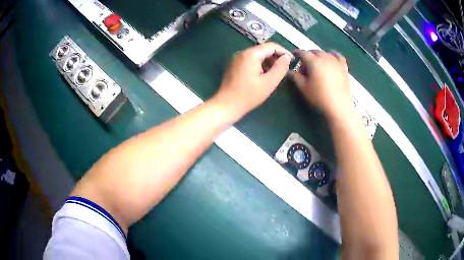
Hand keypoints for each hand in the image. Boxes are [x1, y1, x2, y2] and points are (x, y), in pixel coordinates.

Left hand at [213, 42, 292, 117]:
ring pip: (257, 55)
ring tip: (276, 73)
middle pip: (263, 49)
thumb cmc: (248, 95)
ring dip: (268, 62)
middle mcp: (242, 53)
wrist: (226, 105)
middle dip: (276, 57)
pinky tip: (265, 75)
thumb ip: (280, 68)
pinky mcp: (234, 66)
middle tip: (285, 68)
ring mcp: (236, 59)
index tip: (292, 60)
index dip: (283, 51)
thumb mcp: (269, 82)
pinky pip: (250, 61)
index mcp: (250, 54)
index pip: (271, 46)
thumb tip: (286, 57)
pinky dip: (260, 65)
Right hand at [291, 50, 351, 121]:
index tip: (294, 56)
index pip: (303, 53)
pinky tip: (331, 58)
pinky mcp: (343, 67)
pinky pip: (338, 56)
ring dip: (319, 56)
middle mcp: (324, 57)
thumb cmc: (319, 97)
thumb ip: (295, 77)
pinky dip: (333, 55)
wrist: (339, 106)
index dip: (297, 53)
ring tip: (317, 65)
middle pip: (314, 52)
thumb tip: (290, 71)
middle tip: (305, 66)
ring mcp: (335, 61)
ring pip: (325, 53)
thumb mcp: (304, 88)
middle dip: (308, 56)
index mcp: (313, 61)